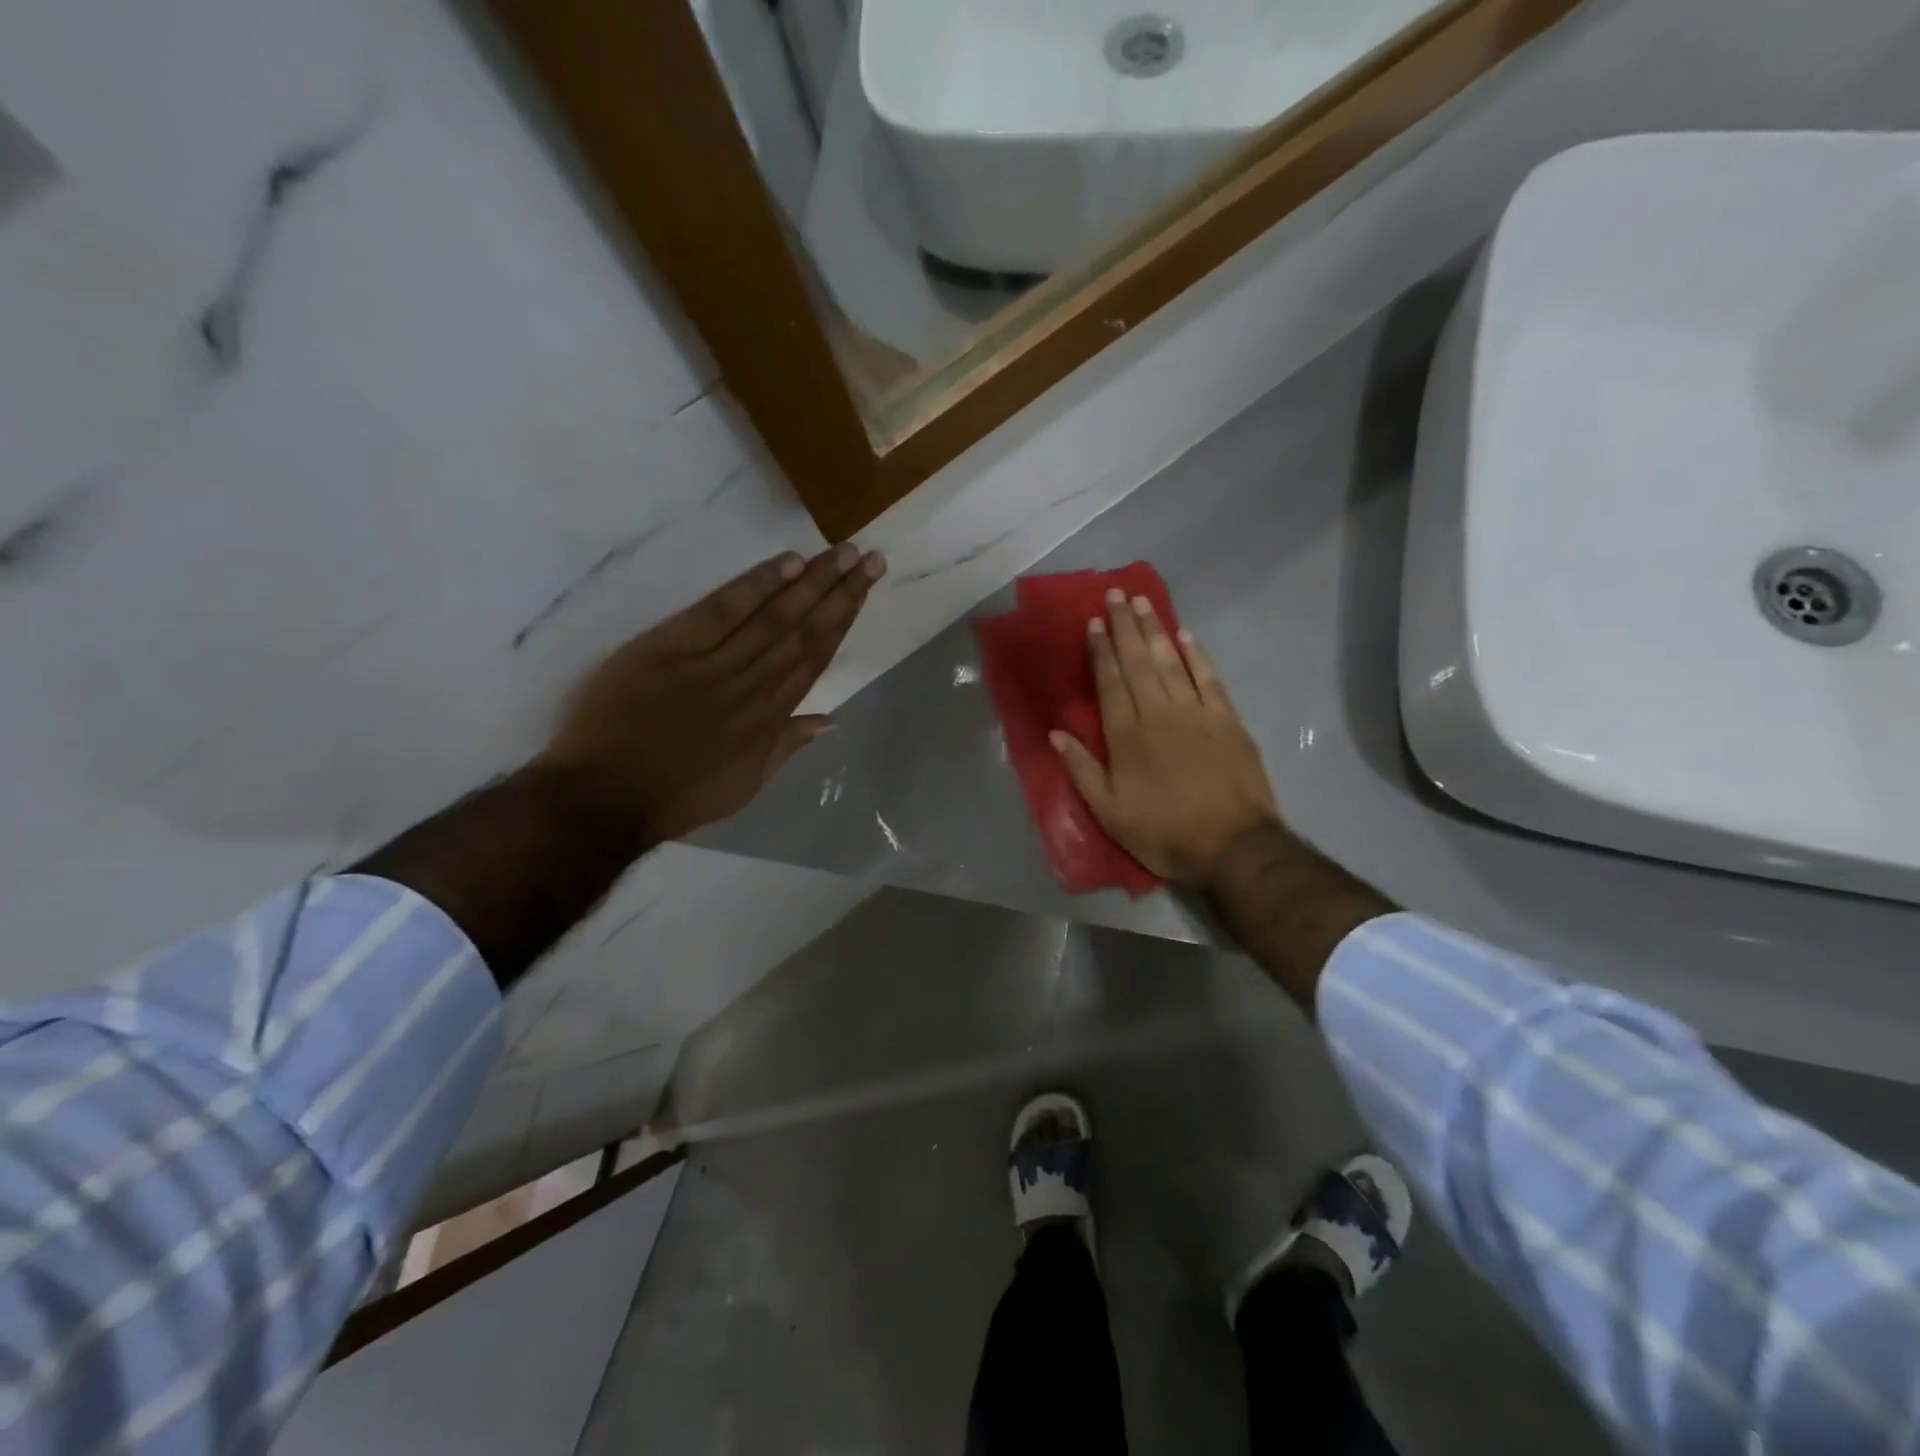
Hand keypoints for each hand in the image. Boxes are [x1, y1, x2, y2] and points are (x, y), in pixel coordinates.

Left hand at [536, 544, 885, 841]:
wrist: (604, 798)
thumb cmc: (675, 796)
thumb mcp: (745, 784)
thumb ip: (787, 745)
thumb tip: (831, 719)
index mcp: (769, 718)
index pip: (815, 658)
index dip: (843, 620)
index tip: (865, 589)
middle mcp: (753, 685)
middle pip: (804, 631)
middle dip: (840, 593)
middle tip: (870, 558)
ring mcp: (713, 664)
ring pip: (774, 617)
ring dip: (812, 583)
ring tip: (843, 553)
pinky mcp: (671, 648)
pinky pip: (722, 611)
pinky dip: (756, 586)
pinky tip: (788, 563)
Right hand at [1050, 590, 1278, 884]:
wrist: (1233, 846)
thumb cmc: (1164, 833)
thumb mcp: (1110, 813)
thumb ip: (1082, 770)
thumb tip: (1055, 733)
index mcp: (1127, 736)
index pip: (1110, 682)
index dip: (1100, 651)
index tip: (1093, 623)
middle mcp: (1159, 713)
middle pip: (1138, 662)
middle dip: (1125, 626)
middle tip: (1116, 595)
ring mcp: (1197, 713)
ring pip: (1171, 662)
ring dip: (1156, 630)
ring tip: (1143, 603)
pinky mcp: (1228, 720)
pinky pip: (1209, 678)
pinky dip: (1197, 655)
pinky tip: (1186, 635)